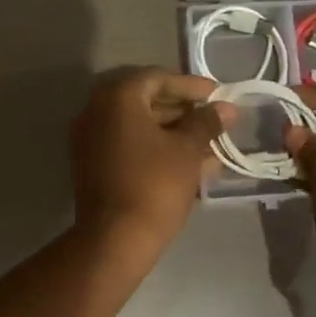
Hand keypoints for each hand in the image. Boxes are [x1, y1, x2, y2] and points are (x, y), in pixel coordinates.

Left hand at [71, 68, 231, 245]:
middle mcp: (96, 111)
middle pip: (145, 100)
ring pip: (138, 126)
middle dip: (183, 110)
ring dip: (173, 132)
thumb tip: (225, 108)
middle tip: (214, 120)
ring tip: (209, 144)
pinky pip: (128, 145)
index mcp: (117, 97)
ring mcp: (90, 139)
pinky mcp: (93, 165)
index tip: (217, 96)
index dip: (190, 86)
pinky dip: (156, 148)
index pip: (157, 78)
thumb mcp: (187, 150)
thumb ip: (206, 123)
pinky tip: (188, 162)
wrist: (115, 238)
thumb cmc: (155, 184)